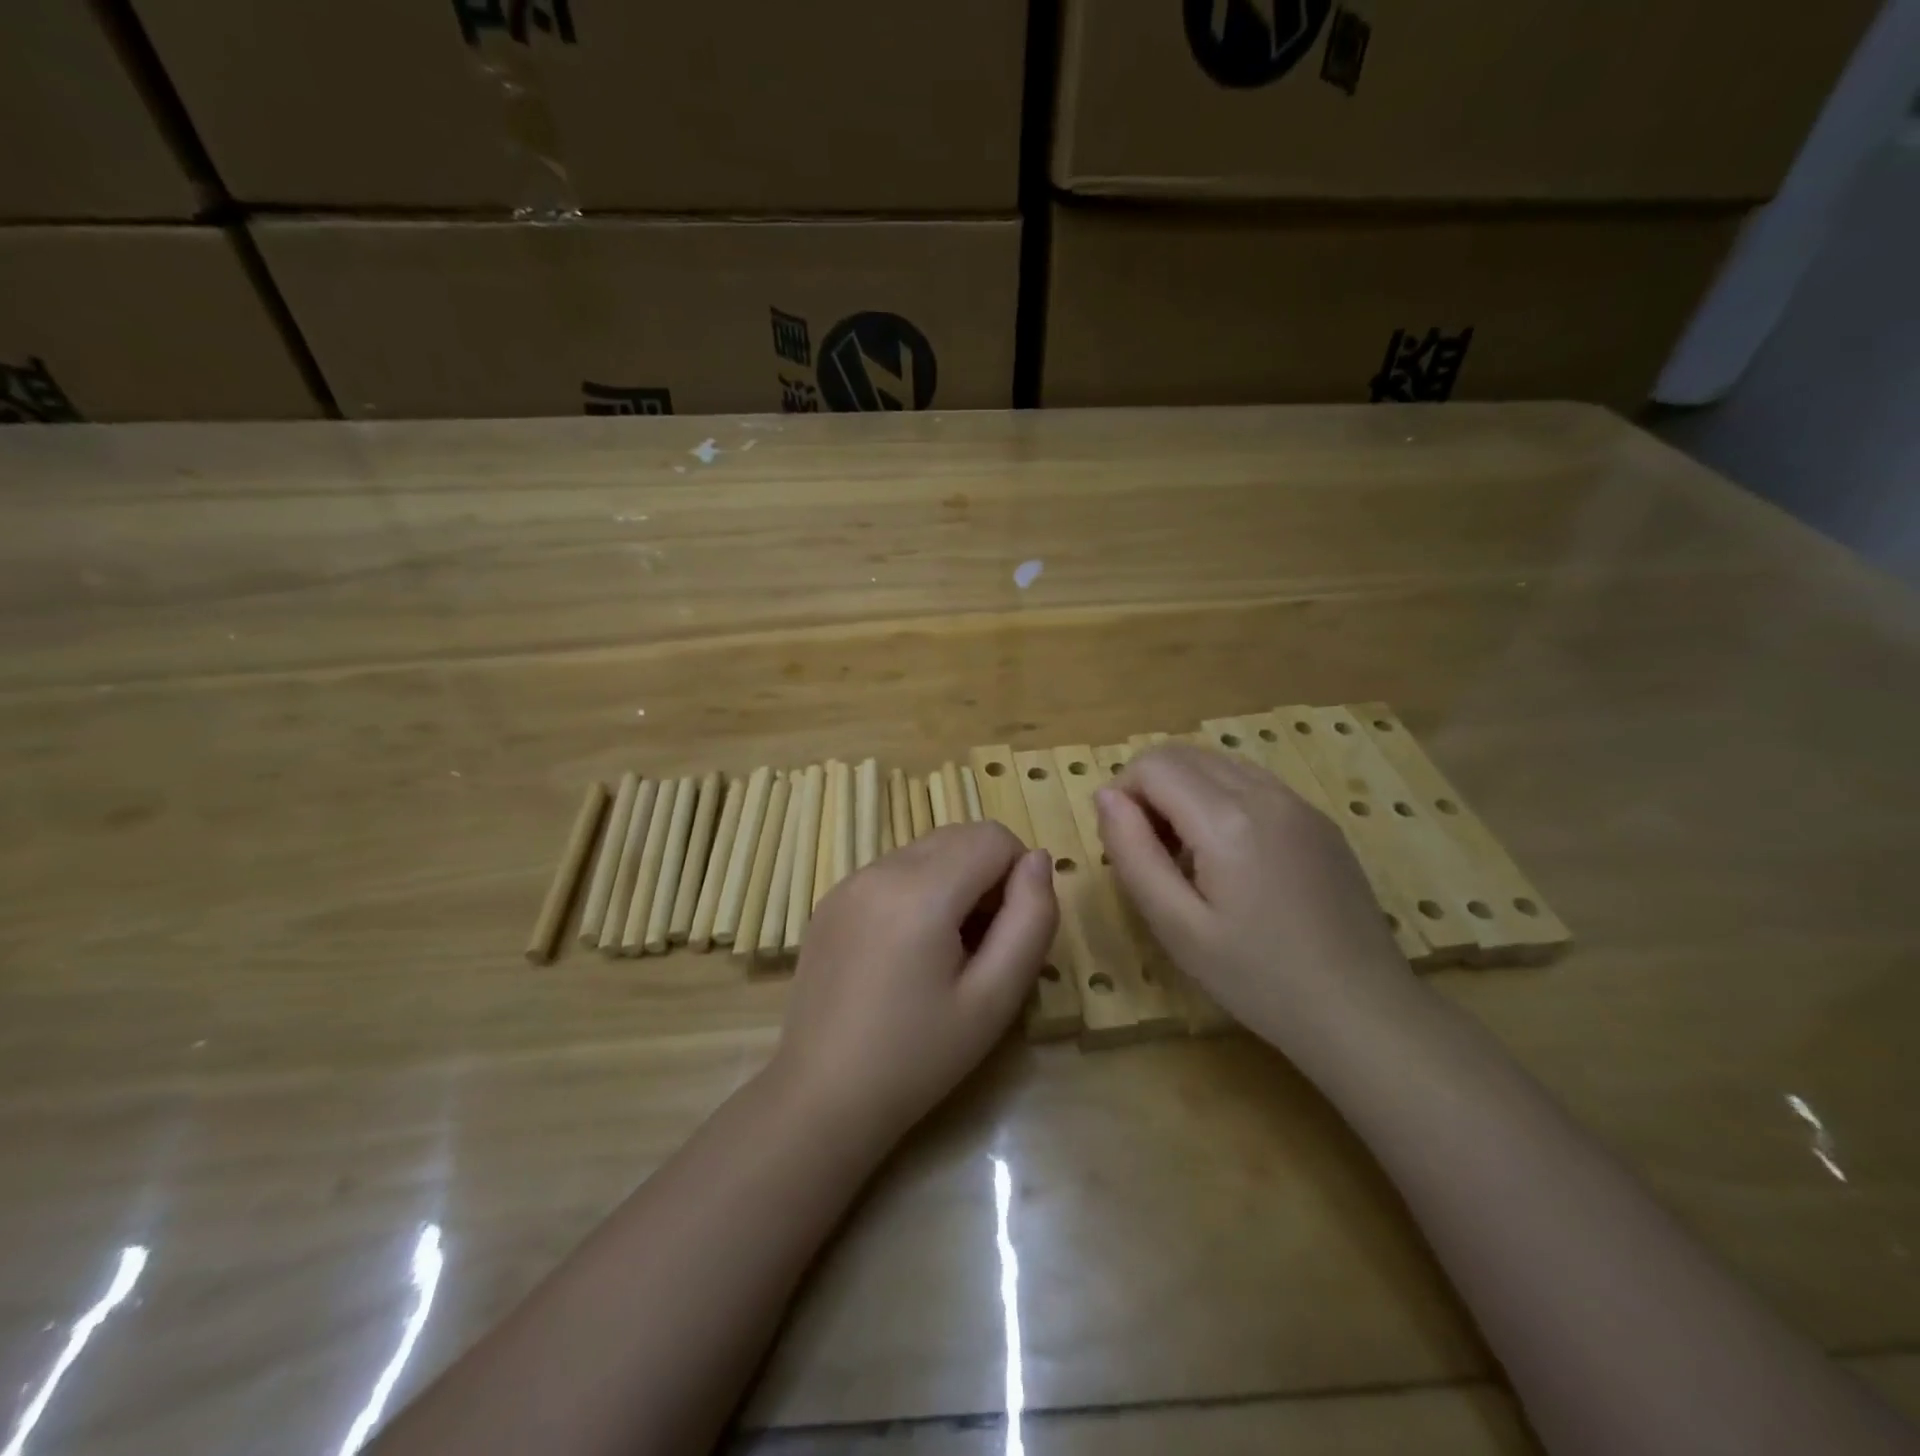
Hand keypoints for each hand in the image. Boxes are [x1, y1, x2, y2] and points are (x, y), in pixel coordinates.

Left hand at [769, 823, 1056, 1151]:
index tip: (1010, 930)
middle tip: (984, 943)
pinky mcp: (831, 900)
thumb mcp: (995, 998)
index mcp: (920, 890)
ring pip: (926, 850)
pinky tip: (907, 952)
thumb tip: (1037, 860)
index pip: (993, 836)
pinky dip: (918, 890)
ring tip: (946, 950)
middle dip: (987, 874)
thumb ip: (1030, 920)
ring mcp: (849, 881)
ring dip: (953, 880)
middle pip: (959, 836)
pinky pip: (893, 870)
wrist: (822, 1097)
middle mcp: (880, 869)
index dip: (1018, 875)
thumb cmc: (918, 1057)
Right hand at [1095, 744, 1415, 1048]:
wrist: (1363, 1011)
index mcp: (1227, 819)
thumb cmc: (1258, 978)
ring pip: (1218, 763)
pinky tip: (1228, 856)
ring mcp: (1298, 803)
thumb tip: (1105, 796)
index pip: (1152, 765)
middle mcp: (1264, 793)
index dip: (1122, 793)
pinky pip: (1252, 783)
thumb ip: (1132, 852)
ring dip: (1184, 790)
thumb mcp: (1177, 926)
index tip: (1123, 843)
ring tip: (1186, 855)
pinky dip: (1220, 798)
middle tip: (1150, 851)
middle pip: (1183, 753)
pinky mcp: (1318, 820)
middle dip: (1149, 787)